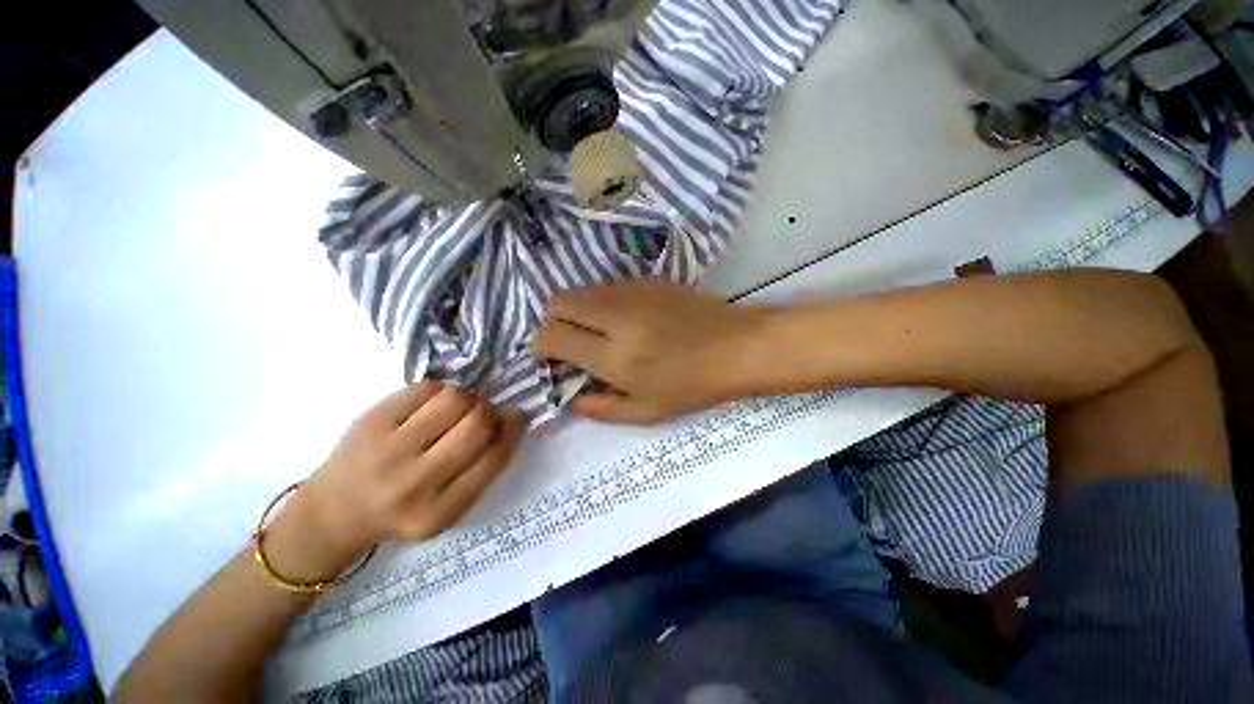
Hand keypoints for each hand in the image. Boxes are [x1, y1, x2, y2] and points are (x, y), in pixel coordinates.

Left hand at [265, 383, 524, 581]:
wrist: (334, 512)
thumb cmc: (403, 510)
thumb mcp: (449, 507)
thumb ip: (483, 469)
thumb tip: (513, 417)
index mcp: (439, 512)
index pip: (494, 458)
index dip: (513, 430)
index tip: (517, 417)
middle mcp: (414, 483)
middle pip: (476, 423)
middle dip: (490, 410)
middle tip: (485, 411)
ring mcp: (388, 450)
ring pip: (454, 399)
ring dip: (467, 397)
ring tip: (459, 407)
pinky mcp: (371, 421)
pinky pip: (426, 388)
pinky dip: (440, 390)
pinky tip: (433, 403)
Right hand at [534, 278, 766, 422]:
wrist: (738, 347)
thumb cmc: (694, 386)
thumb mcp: (647, 412)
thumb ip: (602, 408)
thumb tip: (572, 399)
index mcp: (613, 356)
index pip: (552, 336)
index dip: (542, 345)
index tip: (552, 355)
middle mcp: (615, 317)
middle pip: (558, 302)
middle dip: (553, 320)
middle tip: (571, 340)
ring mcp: (632, 292)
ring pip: (582, 290)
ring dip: (579, 310)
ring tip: (600, 330)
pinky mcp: (648, 279)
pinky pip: (608, 286)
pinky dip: (603, 301)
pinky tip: (625, 318)